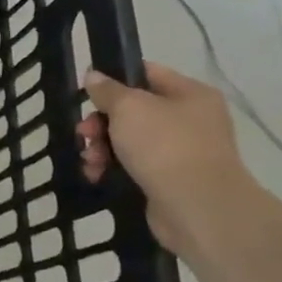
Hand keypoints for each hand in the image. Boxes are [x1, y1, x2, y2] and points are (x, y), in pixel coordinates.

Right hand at [77, 62, 257, 258]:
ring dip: (102, 146)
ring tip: (90, 159)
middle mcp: (190, 119)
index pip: (146, 73)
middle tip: (83, 133)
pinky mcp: (170, 179)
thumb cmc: (165, 145)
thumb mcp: (128, 107)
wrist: (197, 207)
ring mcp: (182, 151)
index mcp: (190, 93)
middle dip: (101, 122)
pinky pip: (133, 165)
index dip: (114, 79)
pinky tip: (96, 174)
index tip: (87, 93)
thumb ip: (107, 90)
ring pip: (129, 139)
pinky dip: (112, 167)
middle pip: (133, 110)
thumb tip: (94, 76)